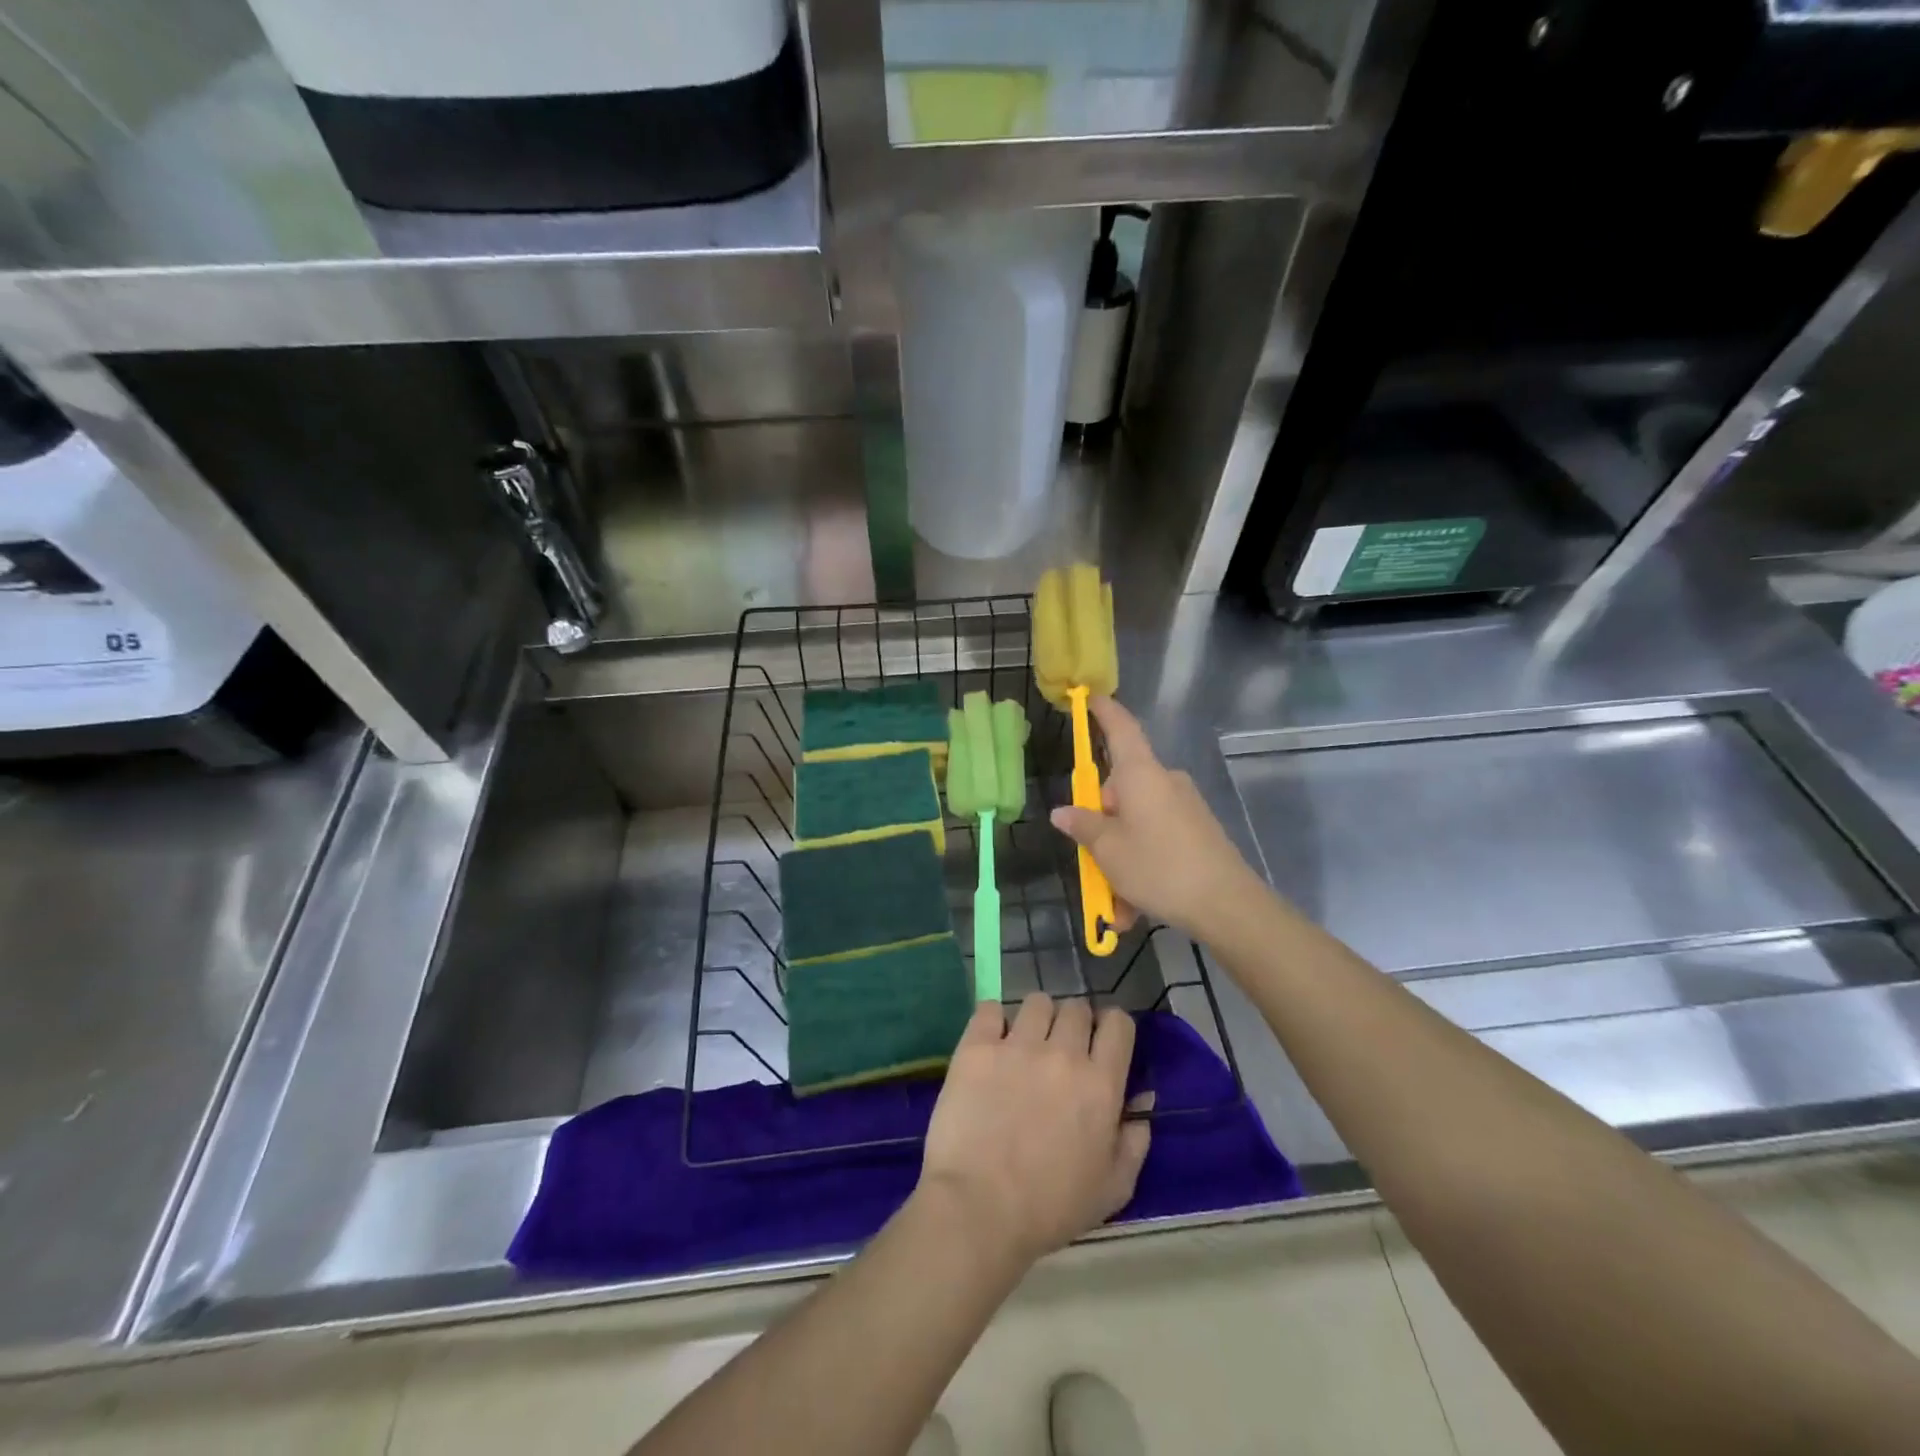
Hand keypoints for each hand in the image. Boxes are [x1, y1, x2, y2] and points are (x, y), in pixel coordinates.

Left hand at [917, 995, 1150, 1268]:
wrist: (979, 1209)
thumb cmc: (1050, 1208)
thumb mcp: (1112, 1189)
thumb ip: (1134, 1140)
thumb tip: (1143, 1099)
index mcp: (1101, 1084)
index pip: (1118, 1023)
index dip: (1112, 1027)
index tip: (1101, 1043)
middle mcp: (1062, 1054)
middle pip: (1076, 1007)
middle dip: (1073, 1023)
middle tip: (1060, 1050)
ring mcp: (1017, 1046)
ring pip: (1036, 1002)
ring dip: (1036, 1019)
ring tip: (1024, 1045)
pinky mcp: (976, 1047)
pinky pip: (989, 1008)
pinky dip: (992, 1020)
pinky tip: (990, 1043)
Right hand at [1051, 696, 1264, 936]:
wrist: (1227, 905)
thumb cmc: (1158, 867)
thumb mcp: (1108, 850)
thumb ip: (1083, 827)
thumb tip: (1064, 812)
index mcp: (1141, 774)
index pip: (1121, 728)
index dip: (1104, 711)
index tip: (1089, 697)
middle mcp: (1164, 782)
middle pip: (1120, 789)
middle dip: (1102, 824)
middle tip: (1091, 861)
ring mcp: (1184, 807)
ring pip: (1136, 824)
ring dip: (1119, 859)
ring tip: (1115, 904)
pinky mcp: (1198, 832)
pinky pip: (1157, 841)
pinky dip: (1141, 868)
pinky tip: (1134, 909)